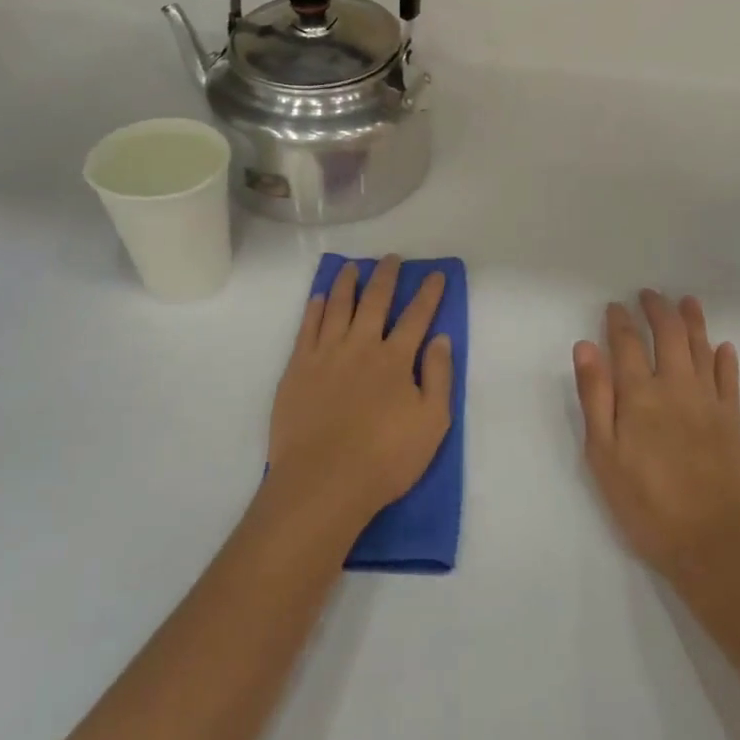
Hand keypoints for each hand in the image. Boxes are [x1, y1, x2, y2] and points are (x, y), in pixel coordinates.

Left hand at [267, 256, 453, 530]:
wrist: (323, 481)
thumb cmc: (385, 458)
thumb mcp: (432, 423)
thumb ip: (439, 377)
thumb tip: (441, 338)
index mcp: (396, 359)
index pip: (416, 317)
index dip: (428, 294)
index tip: (435, 274)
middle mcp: (361, 346)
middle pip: (375, 301)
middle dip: (386, 277)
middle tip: (391, 258)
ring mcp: (326, 354)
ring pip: (338, 306)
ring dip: (348, 283)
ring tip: (353, 266)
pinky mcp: (298, 368)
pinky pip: (307, 328)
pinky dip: (316, 308)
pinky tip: (320, 297)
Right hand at [574, 290, 739, 580]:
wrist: (715, 542)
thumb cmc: (647, 504)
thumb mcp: (603, 455)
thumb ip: (595, 397)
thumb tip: (586, 347)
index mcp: (639, 395)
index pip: (626, 344)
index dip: (619, 321)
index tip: (615, 306)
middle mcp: (675, 387)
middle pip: (668, 335)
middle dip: (657, 310)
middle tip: (649, 294)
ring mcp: (708, 402)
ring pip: (701, 348)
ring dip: (693, 321)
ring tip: (686, 301)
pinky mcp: (733, 421)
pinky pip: (729, 380)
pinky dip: (725, 359)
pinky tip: (723, 346)